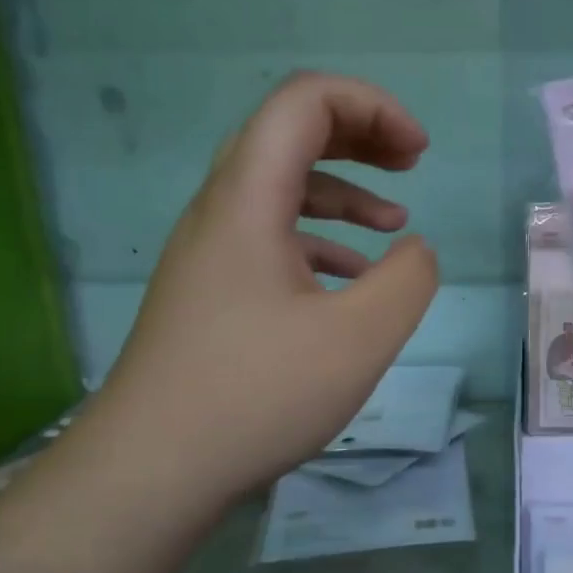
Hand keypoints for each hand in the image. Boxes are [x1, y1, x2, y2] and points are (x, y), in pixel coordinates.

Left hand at [85, 72, 439, 506]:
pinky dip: (319, 239)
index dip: (371, 106)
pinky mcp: (211, 292)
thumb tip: (414, 251)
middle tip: (411, 161)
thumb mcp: (360, 338)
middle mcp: (220, 212)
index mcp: (248, 201)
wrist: (152, 469)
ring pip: (279, 188)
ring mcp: (209, 254)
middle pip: (288, 134)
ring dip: (342, 189)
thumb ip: (408, 280)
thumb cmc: (258, 394)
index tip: (420, 152)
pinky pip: (270, 237)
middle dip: (359, 135)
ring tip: (394, 220)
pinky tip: (350, 279)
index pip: (304, 103)